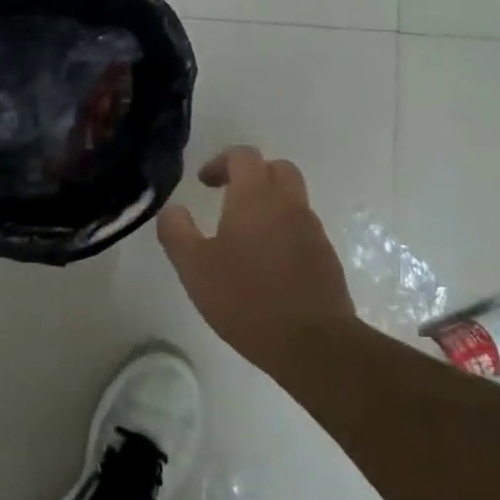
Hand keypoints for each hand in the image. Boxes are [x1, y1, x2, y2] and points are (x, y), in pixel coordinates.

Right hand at [157, 147, 358, 369]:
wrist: (313, 343)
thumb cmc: (246, 298)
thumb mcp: (194, 267)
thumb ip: (176, 231)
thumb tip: (172, 209)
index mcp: (255, 197)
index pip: (243, 155)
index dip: (221, 162)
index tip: (204, 183)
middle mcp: (289, 204)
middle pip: (276, 168)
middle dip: (252, 175)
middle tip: (228, 196)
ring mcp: (313, 230)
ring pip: (292, 199)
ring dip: (269, 204)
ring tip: (243, 235)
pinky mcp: (327, 258)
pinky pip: (302, 228)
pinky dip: (283, 231)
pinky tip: (266, 263)